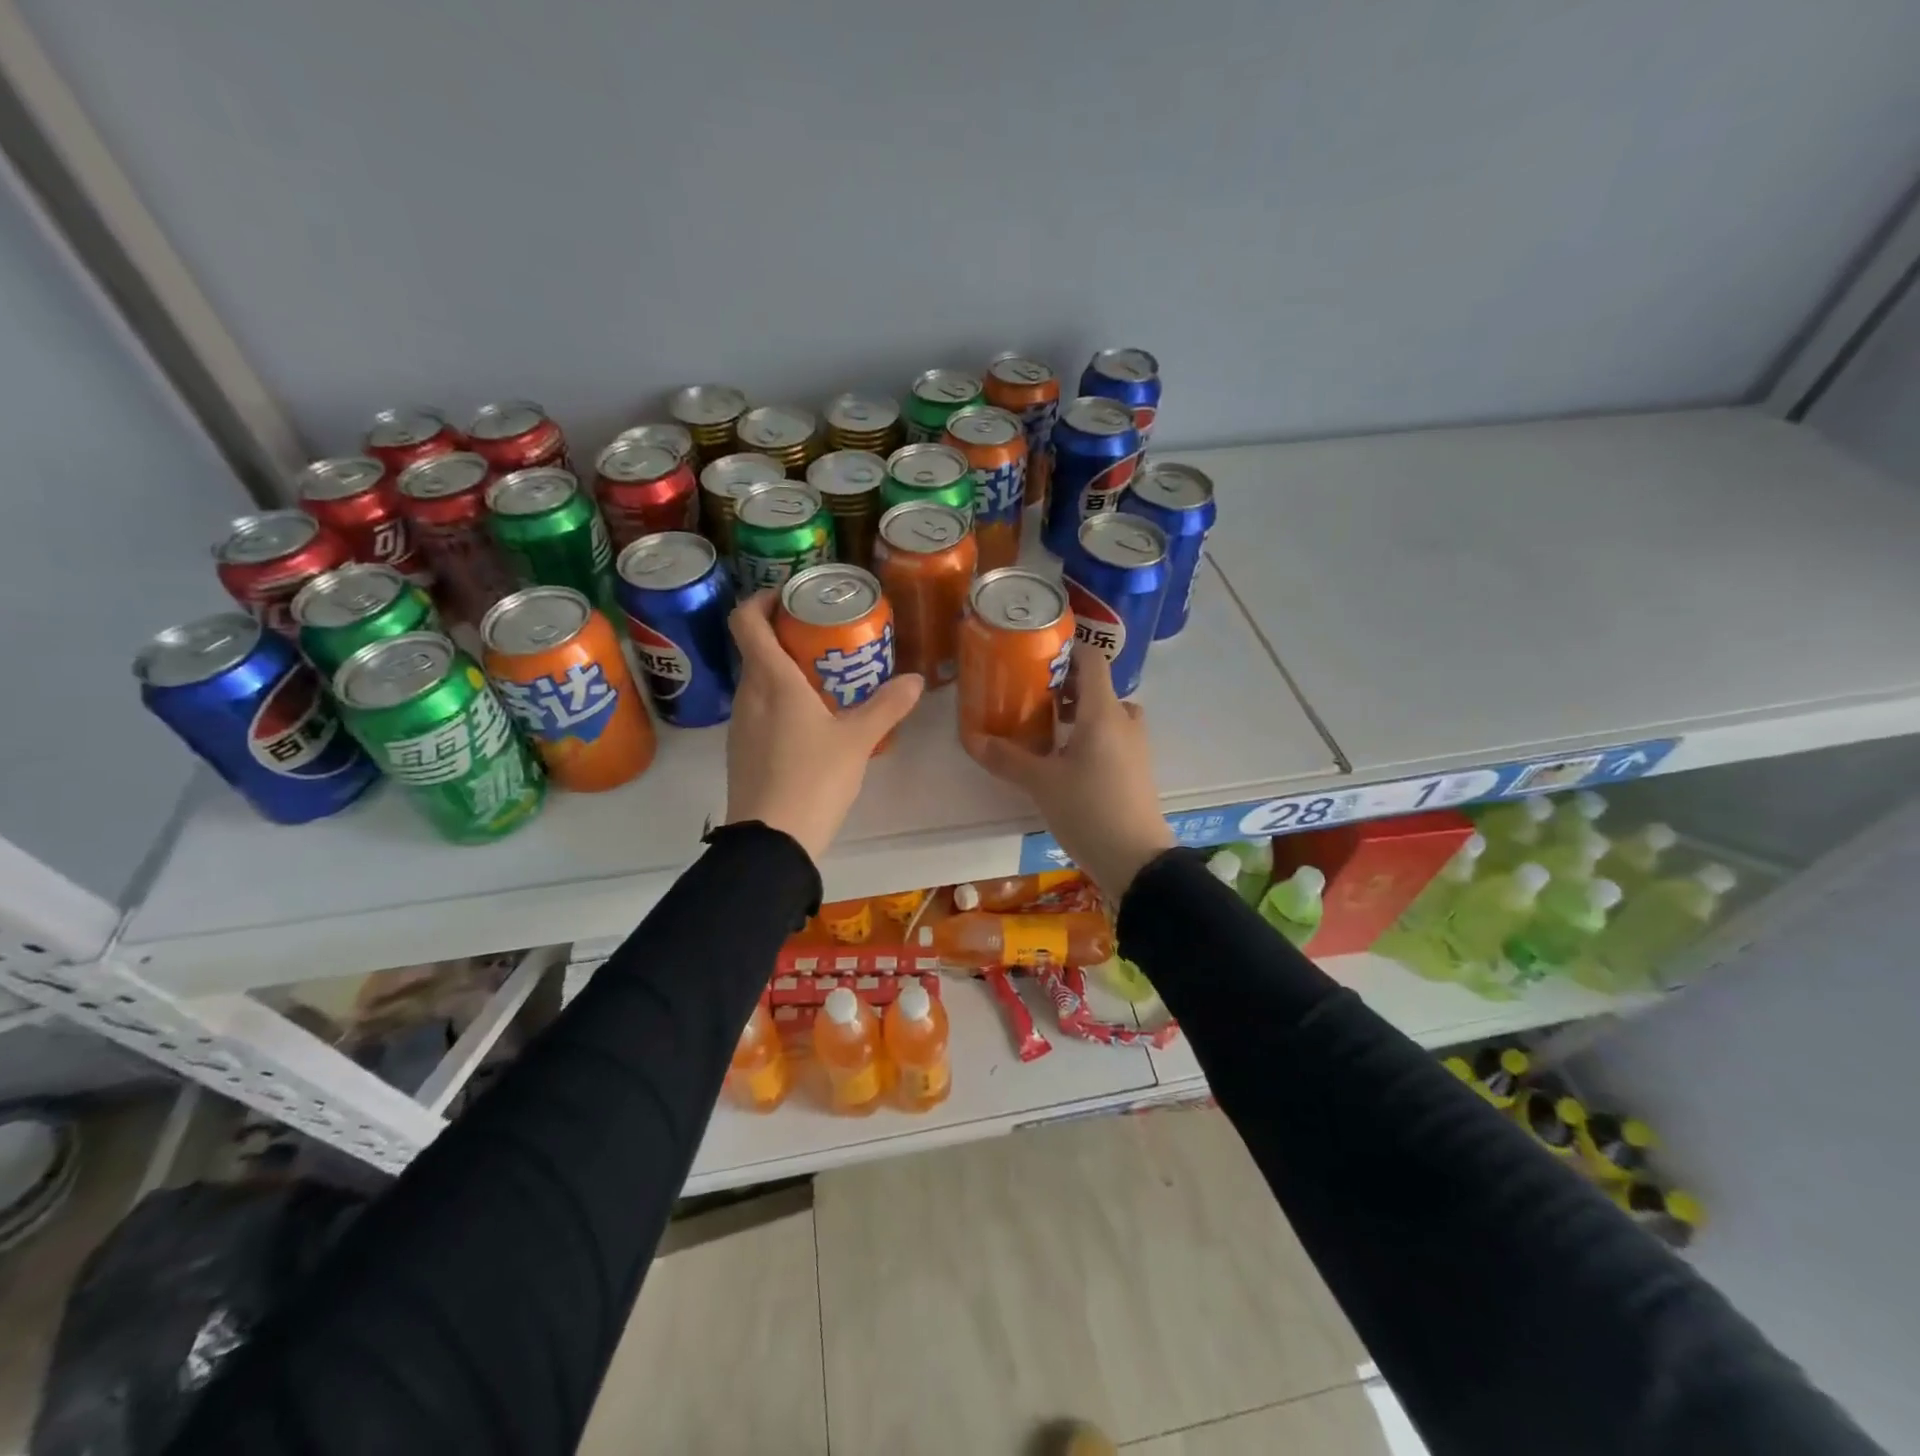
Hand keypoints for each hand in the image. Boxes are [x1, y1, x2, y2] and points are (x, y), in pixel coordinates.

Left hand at [722, 590, 924, 861]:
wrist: (771, 841)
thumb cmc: (813, 779)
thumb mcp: (858, 740)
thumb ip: (887, 706)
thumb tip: (916, 680)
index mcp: (771, 681)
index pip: (747, 620)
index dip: (763, 599)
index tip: (792, 597)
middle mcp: (748, 695)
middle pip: (756, 648)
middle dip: (786, 635)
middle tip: (825, 638)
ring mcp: (740, 725)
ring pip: (758, 681)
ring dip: (784, 670)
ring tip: (825, 678)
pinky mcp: (742, 751)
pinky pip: (759, 710)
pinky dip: (780, 701)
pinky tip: (812, 722)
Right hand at [965, 642, 1174, 897]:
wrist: (1136, 859)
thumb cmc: (1088, 809)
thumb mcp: (1041, 784)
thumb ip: (1007, 758)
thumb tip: (973, 739)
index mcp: (1103, 712)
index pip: (1092, 660)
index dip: (1067, 651)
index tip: (1036, 655)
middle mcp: (1124, 720)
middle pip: (1098, 687)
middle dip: (1066, 687)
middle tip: (1033, 696)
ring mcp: (1136, 746)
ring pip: (1107, 713)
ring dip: (1080, 713)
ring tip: (1047, 728)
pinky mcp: (1137, 769)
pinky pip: (1114, 736)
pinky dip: (1092, 736)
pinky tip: (1066, 759)